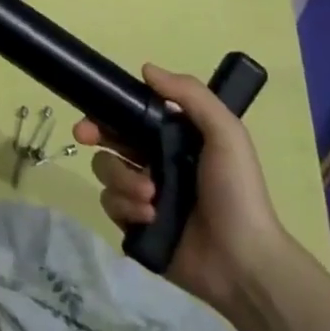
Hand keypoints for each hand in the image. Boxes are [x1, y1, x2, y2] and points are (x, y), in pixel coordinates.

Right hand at [75, 64, 289, 313]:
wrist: (244, 262)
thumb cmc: (236, 191)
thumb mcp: (225, 134)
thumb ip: (190, 95)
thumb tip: (145, 68)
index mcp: (173, 139)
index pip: (132, 116)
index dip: (109, 109)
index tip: (93, 107)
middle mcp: (154, 162)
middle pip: (108, 140)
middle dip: (93, 134)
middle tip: (85, 136)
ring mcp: (143, 196)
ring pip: (106, 173)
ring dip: (122, 179)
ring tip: (150, 196)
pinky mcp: (135, 226)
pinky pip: (112, 206)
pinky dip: (126, 208)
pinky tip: (150, 217)